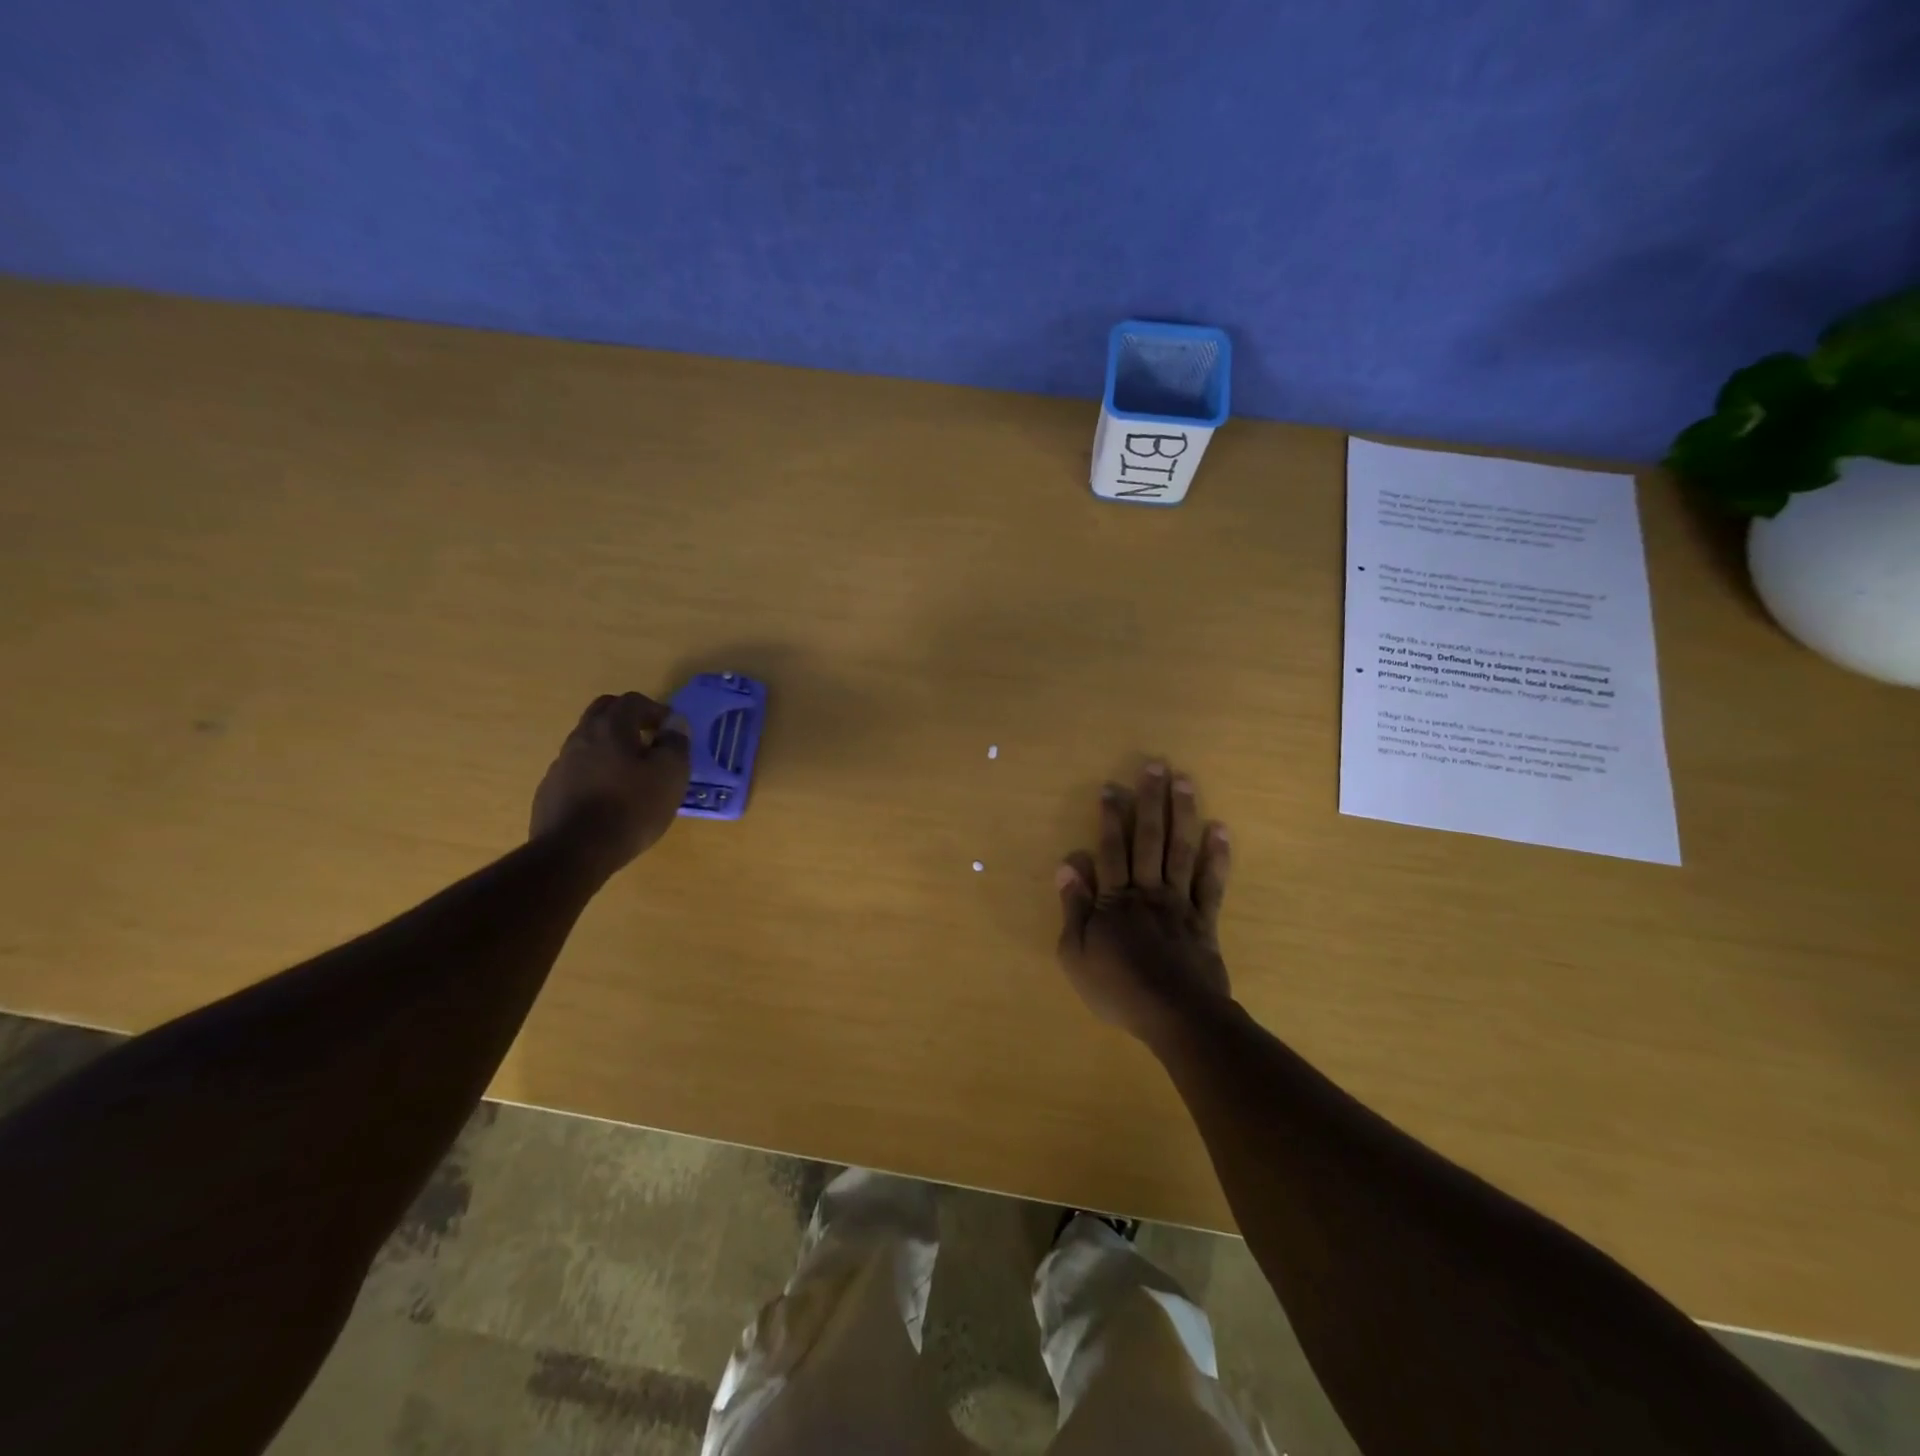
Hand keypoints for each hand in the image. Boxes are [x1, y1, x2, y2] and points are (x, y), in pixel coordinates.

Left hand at [530, 692, 691, 878]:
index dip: (657, 710)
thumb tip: (674, 723)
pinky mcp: (551, 790)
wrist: (574, 852)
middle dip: (629, 719)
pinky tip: (608, 797)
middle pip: (604, 712)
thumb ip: (675, 743)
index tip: (672, 731)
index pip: (633, 701)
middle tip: (650, 739)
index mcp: (611, 727)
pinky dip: (596, 772)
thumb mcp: (671, 775)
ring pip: (588, 741)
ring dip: (611, 746)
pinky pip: (577, 769)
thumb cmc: (632, 808)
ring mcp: (561, 764)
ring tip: (632, 773)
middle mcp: (581, 737)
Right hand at [1056, 764, 1232, 1042]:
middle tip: (1156, 765)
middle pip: (1150, 839)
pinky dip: (1217, 856)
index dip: (1111, 817)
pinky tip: (1220, 830)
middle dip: (1151, 800)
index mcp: (1114, 898)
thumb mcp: (1075, 953)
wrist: (1175, 1016)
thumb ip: (1073, 907)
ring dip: (1183, 814)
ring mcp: (1179, 903)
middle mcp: (1148, 891)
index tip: (1112, 787)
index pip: (1112, 849)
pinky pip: (1211, 883)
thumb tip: (1067, 863)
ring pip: (1181, 850)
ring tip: (1185, 782)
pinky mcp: (1205, 920)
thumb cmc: (1118, 988)